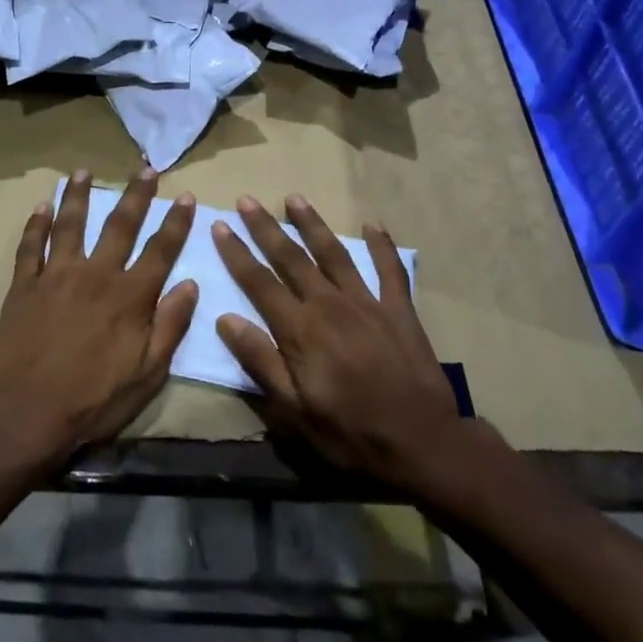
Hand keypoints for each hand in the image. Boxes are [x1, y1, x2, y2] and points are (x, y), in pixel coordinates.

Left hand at [0, 169, 197, 469]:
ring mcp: (57, 275)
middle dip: (136, 195)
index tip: (186, 196)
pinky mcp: (25, 285)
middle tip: (146, 169)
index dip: (176, 222)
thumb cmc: (94, 400)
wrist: (27, 413)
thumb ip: (170, 326)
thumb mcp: (148, 374)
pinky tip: (41, 206)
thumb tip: (190, 284)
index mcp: (129, 296)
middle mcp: (96, 274)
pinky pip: (30, 246)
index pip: (160, 249)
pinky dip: (36, 224)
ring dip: (78, 195)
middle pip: (119, 225)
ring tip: (83, 172)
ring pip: (70, 224)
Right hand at [213, 194, 469, 494]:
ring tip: (294, 198)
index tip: (220, 225)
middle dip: (266, 227)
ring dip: (312, 224)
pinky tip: (373, 225)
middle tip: (247, 199)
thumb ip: (260, 361)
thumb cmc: (350, 433)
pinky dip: (382, 246)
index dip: (237, 253)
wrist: (422, 444)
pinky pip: (390, 269)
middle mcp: (329, 304)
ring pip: (333, 253)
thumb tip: (226, 318)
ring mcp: (367, 302)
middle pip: (291, 258)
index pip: (259, 282)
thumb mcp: (294, 411)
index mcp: (300, 330)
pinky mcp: (399, 310)